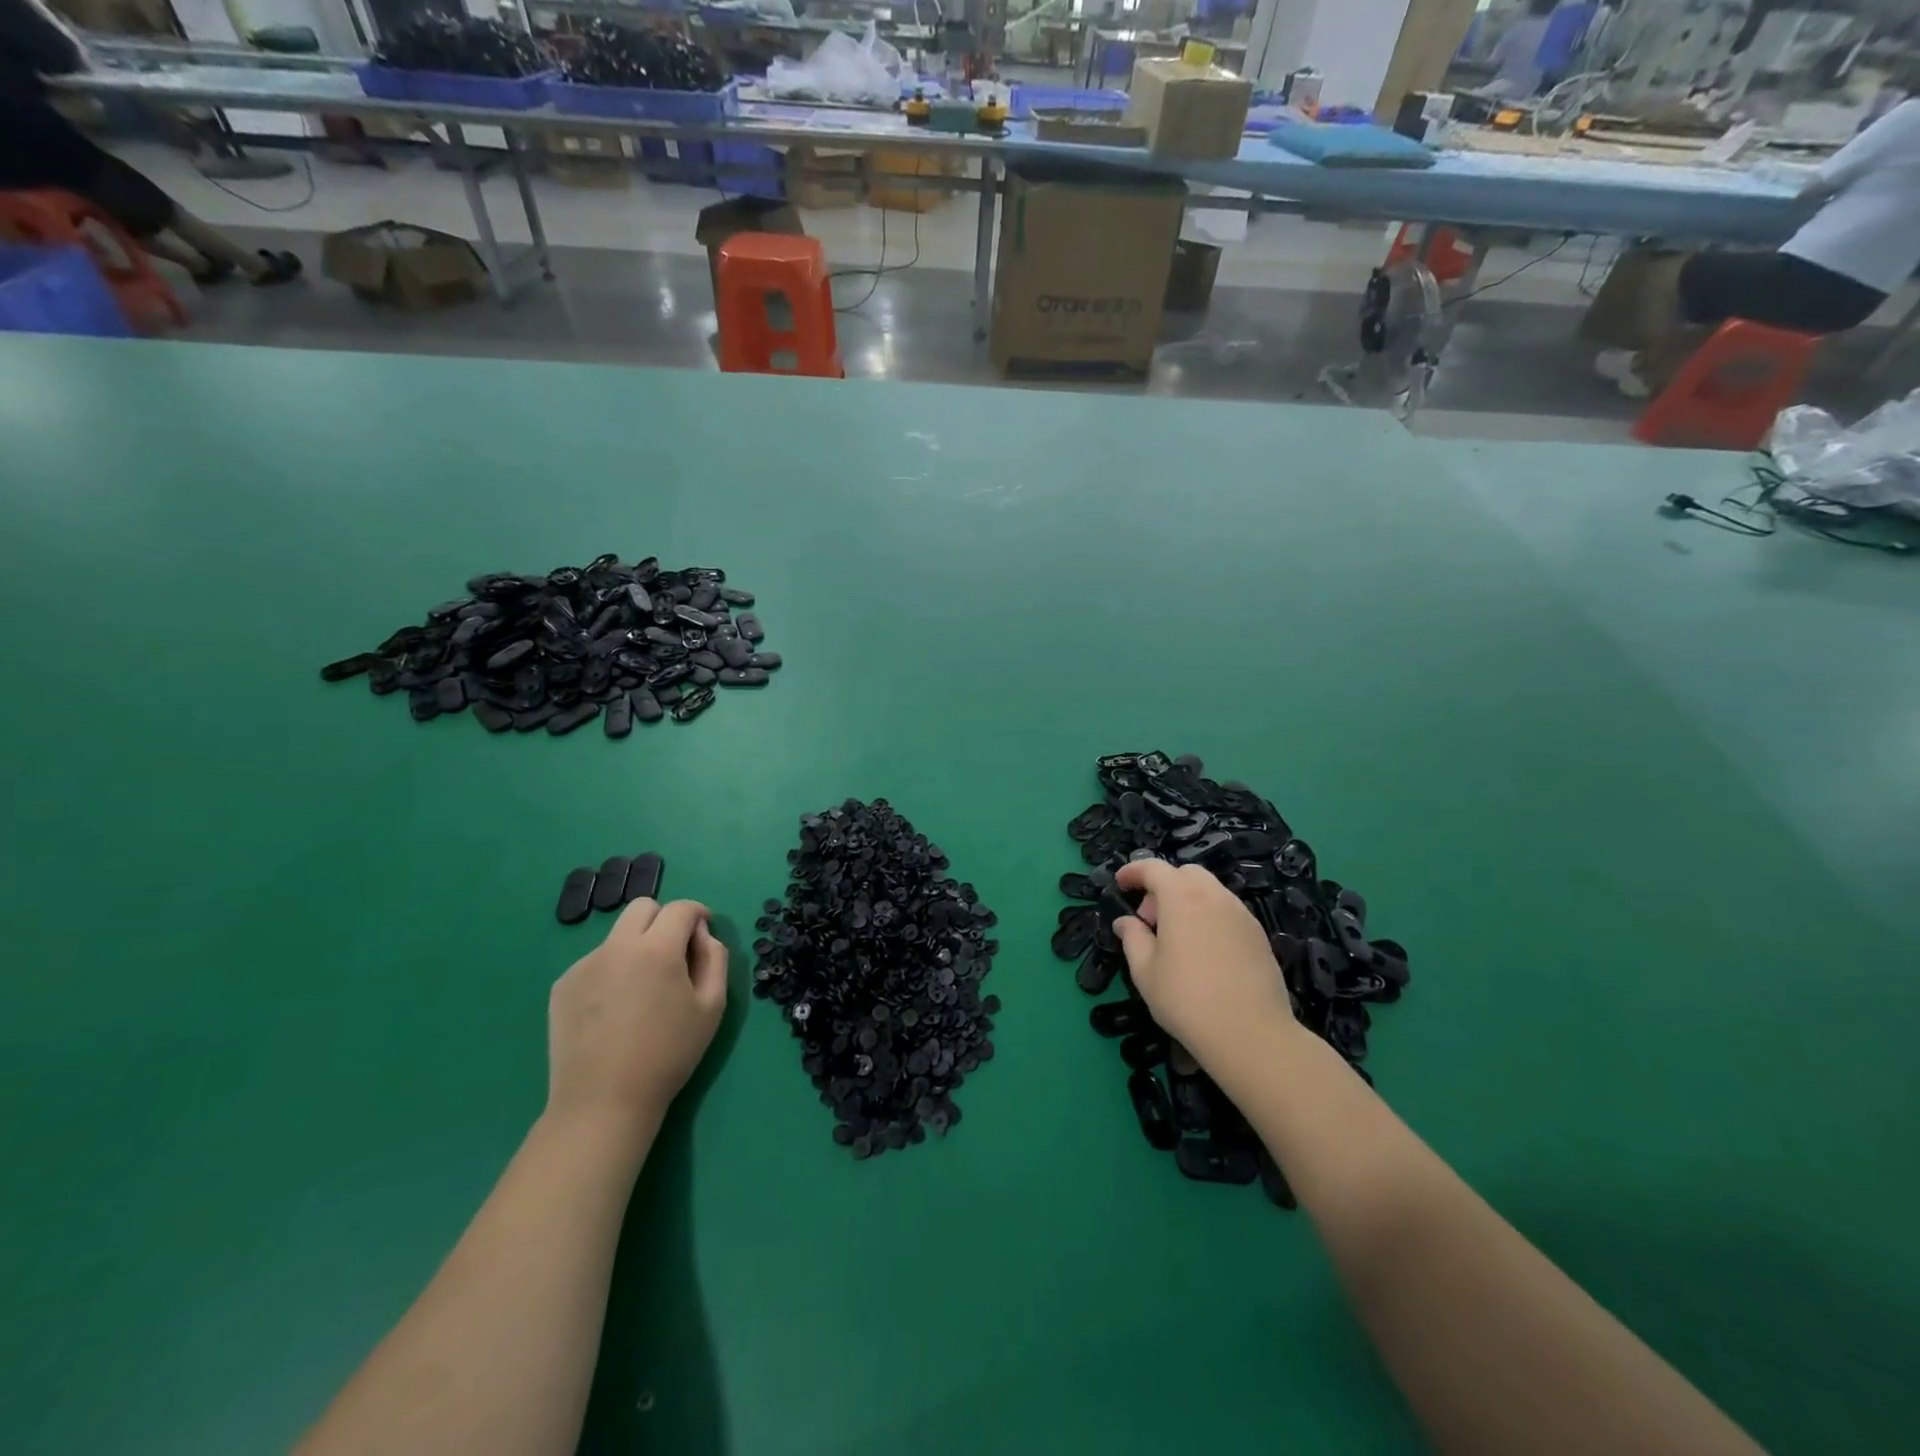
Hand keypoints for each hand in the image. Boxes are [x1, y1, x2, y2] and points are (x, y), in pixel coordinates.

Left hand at [547, 898, 727, 1132]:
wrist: (603, 1101)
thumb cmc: (669, 1054)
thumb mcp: (711, 1007)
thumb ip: (714, 958)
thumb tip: (702, 935)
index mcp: (657, 949)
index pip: (681, 908)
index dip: (698, 914)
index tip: (703, 932)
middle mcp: (617, 946)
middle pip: (642, 907)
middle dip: (664, 920)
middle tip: (674, 954)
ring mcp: (584, 964)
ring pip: (618, 936)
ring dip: (637, 947)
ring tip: (642, 991)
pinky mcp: (563, 985)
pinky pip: (596, 962)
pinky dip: (612, 971)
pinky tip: (615, 1009)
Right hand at [1113, 860, 1298, 1070]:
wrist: (1251, 1034)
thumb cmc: (1187, 1000)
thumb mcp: (1145, 972)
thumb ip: (1132, 938)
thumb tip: (1126, 922)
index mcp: (1182, 898)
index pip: (1154, 868)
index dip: (1133, 871)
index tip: (1121, 884)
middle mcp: (1214, 896)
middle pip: (1185, 873)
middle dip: (1163, 886)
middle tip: (1150, 920)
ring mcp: (1241, 914)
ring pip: (1210, 891)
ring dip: (1187, 901)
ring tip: (1177, 939)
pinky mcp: (1259, 935)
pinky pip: (1227, 911)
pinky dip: (1208, 917)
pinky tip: (1204, 952)